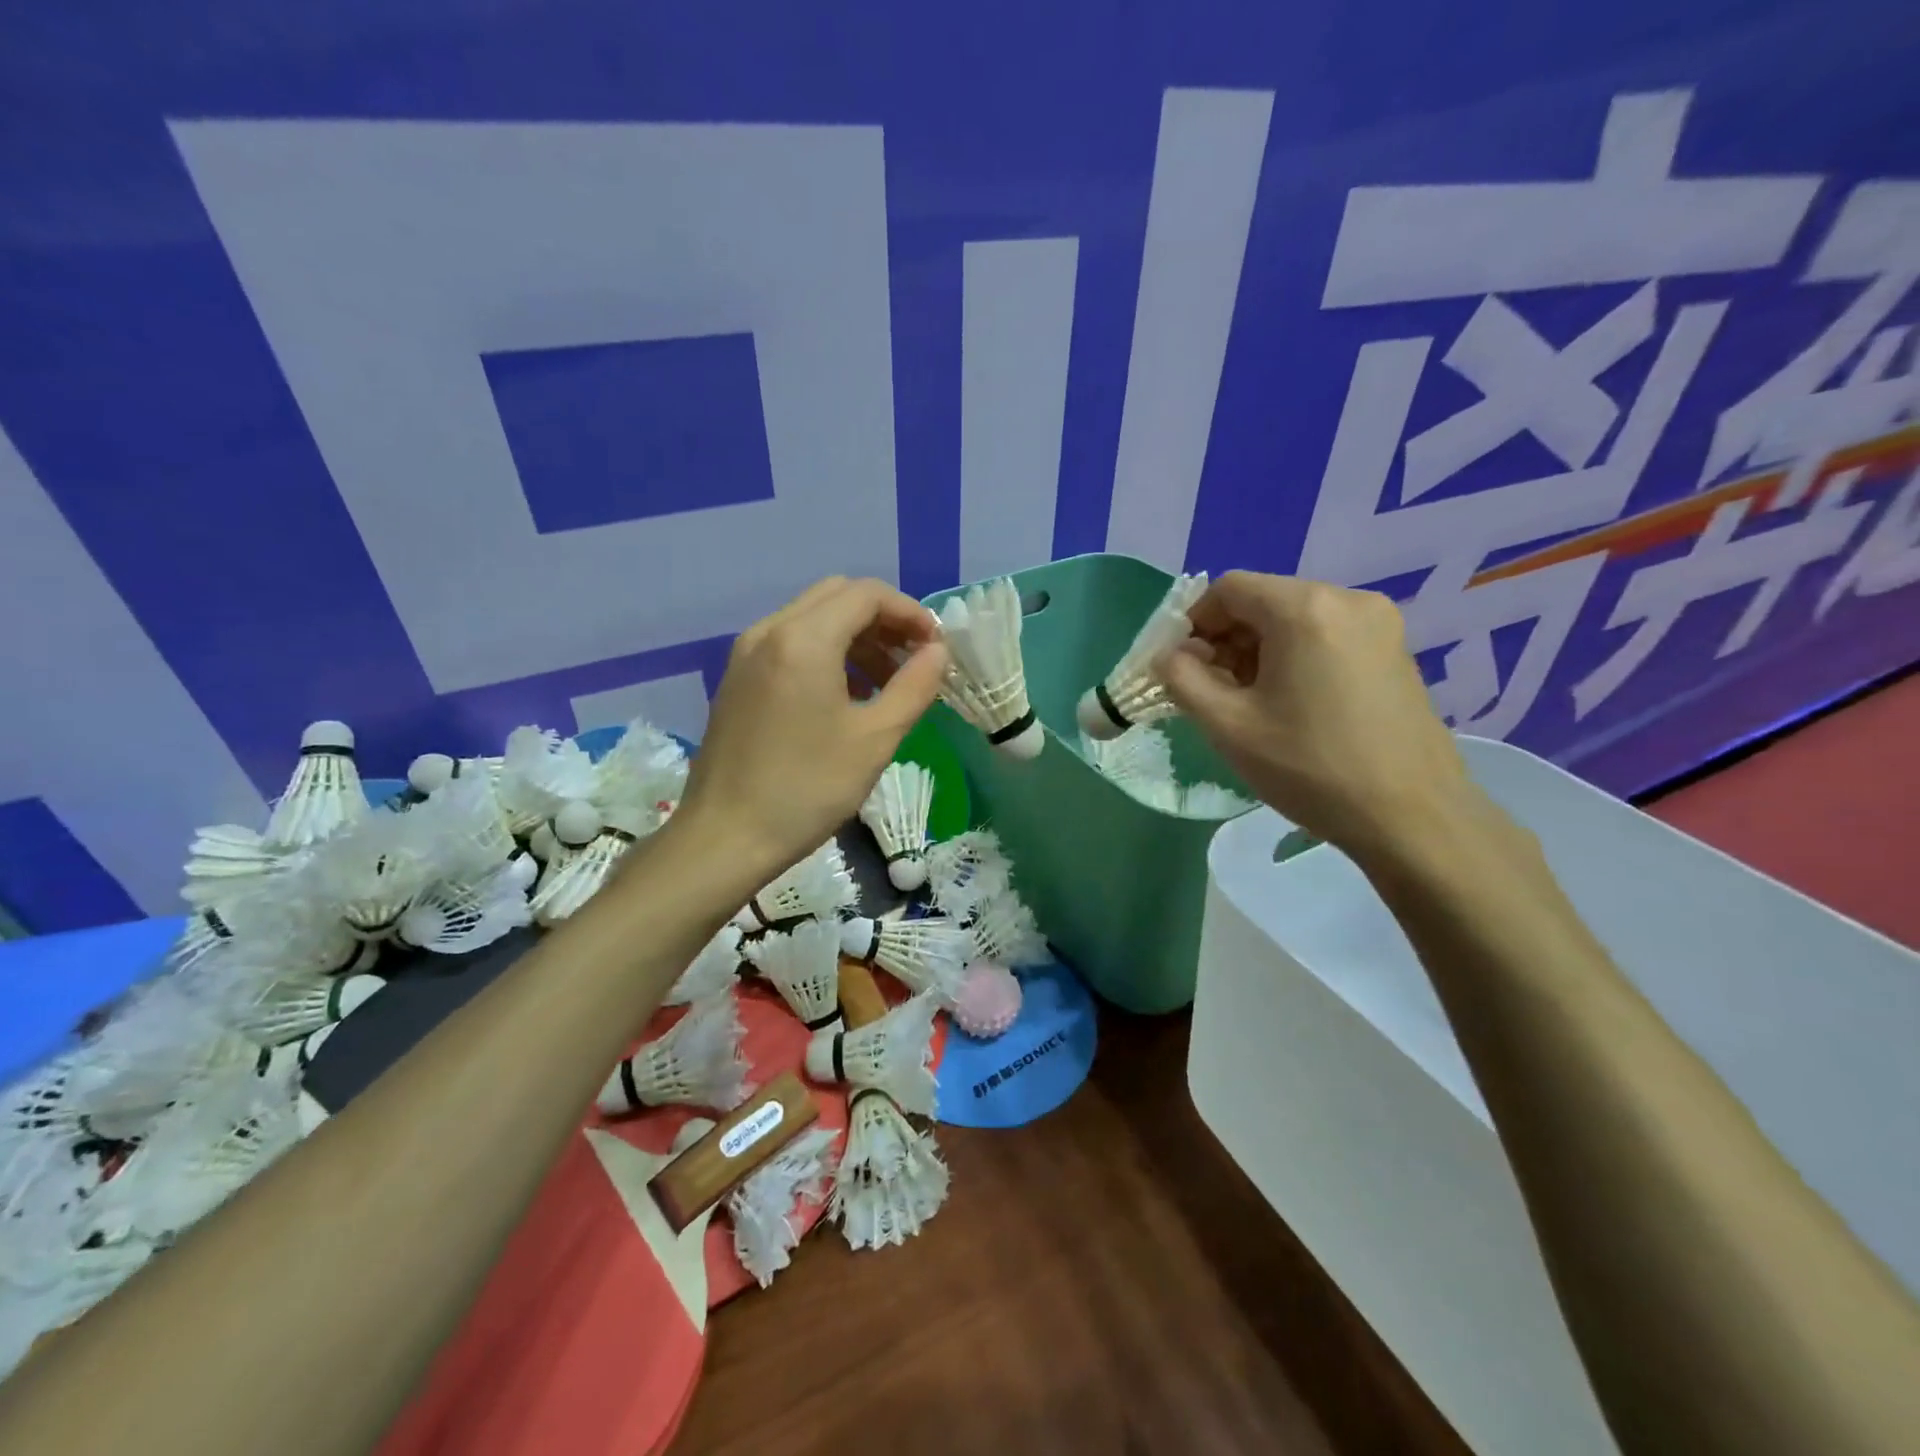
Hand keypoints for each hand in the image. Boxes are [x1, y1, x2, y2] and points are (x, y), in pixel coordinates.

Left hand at [678, 577, 948, 882]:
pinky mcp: (737, 677)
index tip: (935, 648)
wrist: (724, 838)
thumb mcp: (875, 739)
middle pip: (838, 595)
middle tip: (913, 659)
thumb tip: (938, 653)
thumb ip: (914, 686)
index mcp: (804, 640)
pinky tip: (844, 695)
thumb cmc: (807, 789)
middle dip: (883, 619)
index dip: (910, 613)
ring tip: (885, 682)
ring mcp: (746, 653)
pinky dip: (826, 651)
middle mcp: (770, 631)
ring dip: (856, 635)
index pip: (867, 594)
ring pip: (813, 617)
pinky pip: (790, 642)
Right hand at [1157, 572, 1482, 865]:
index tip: (1182, 667)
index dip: (1194, 622)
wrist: (1413, 817)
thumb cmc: (1310, 768)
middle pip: (1263, 600)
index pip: (1228, 588)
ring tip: (1251, 702)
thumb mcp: (1228, 726)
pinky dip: (1295, 656)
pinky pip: (1327, 634)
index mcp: (1304, 608)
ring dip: (1259, 650)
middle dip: (1227, 639)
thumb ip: (1183, 679)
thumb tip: (1171, 655)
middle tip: (1212, 690)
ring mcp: (1379, 623)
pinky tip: (1293, 703)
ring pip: (1295, 618)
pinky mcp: (1395, 649)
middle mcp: (1347, 599)